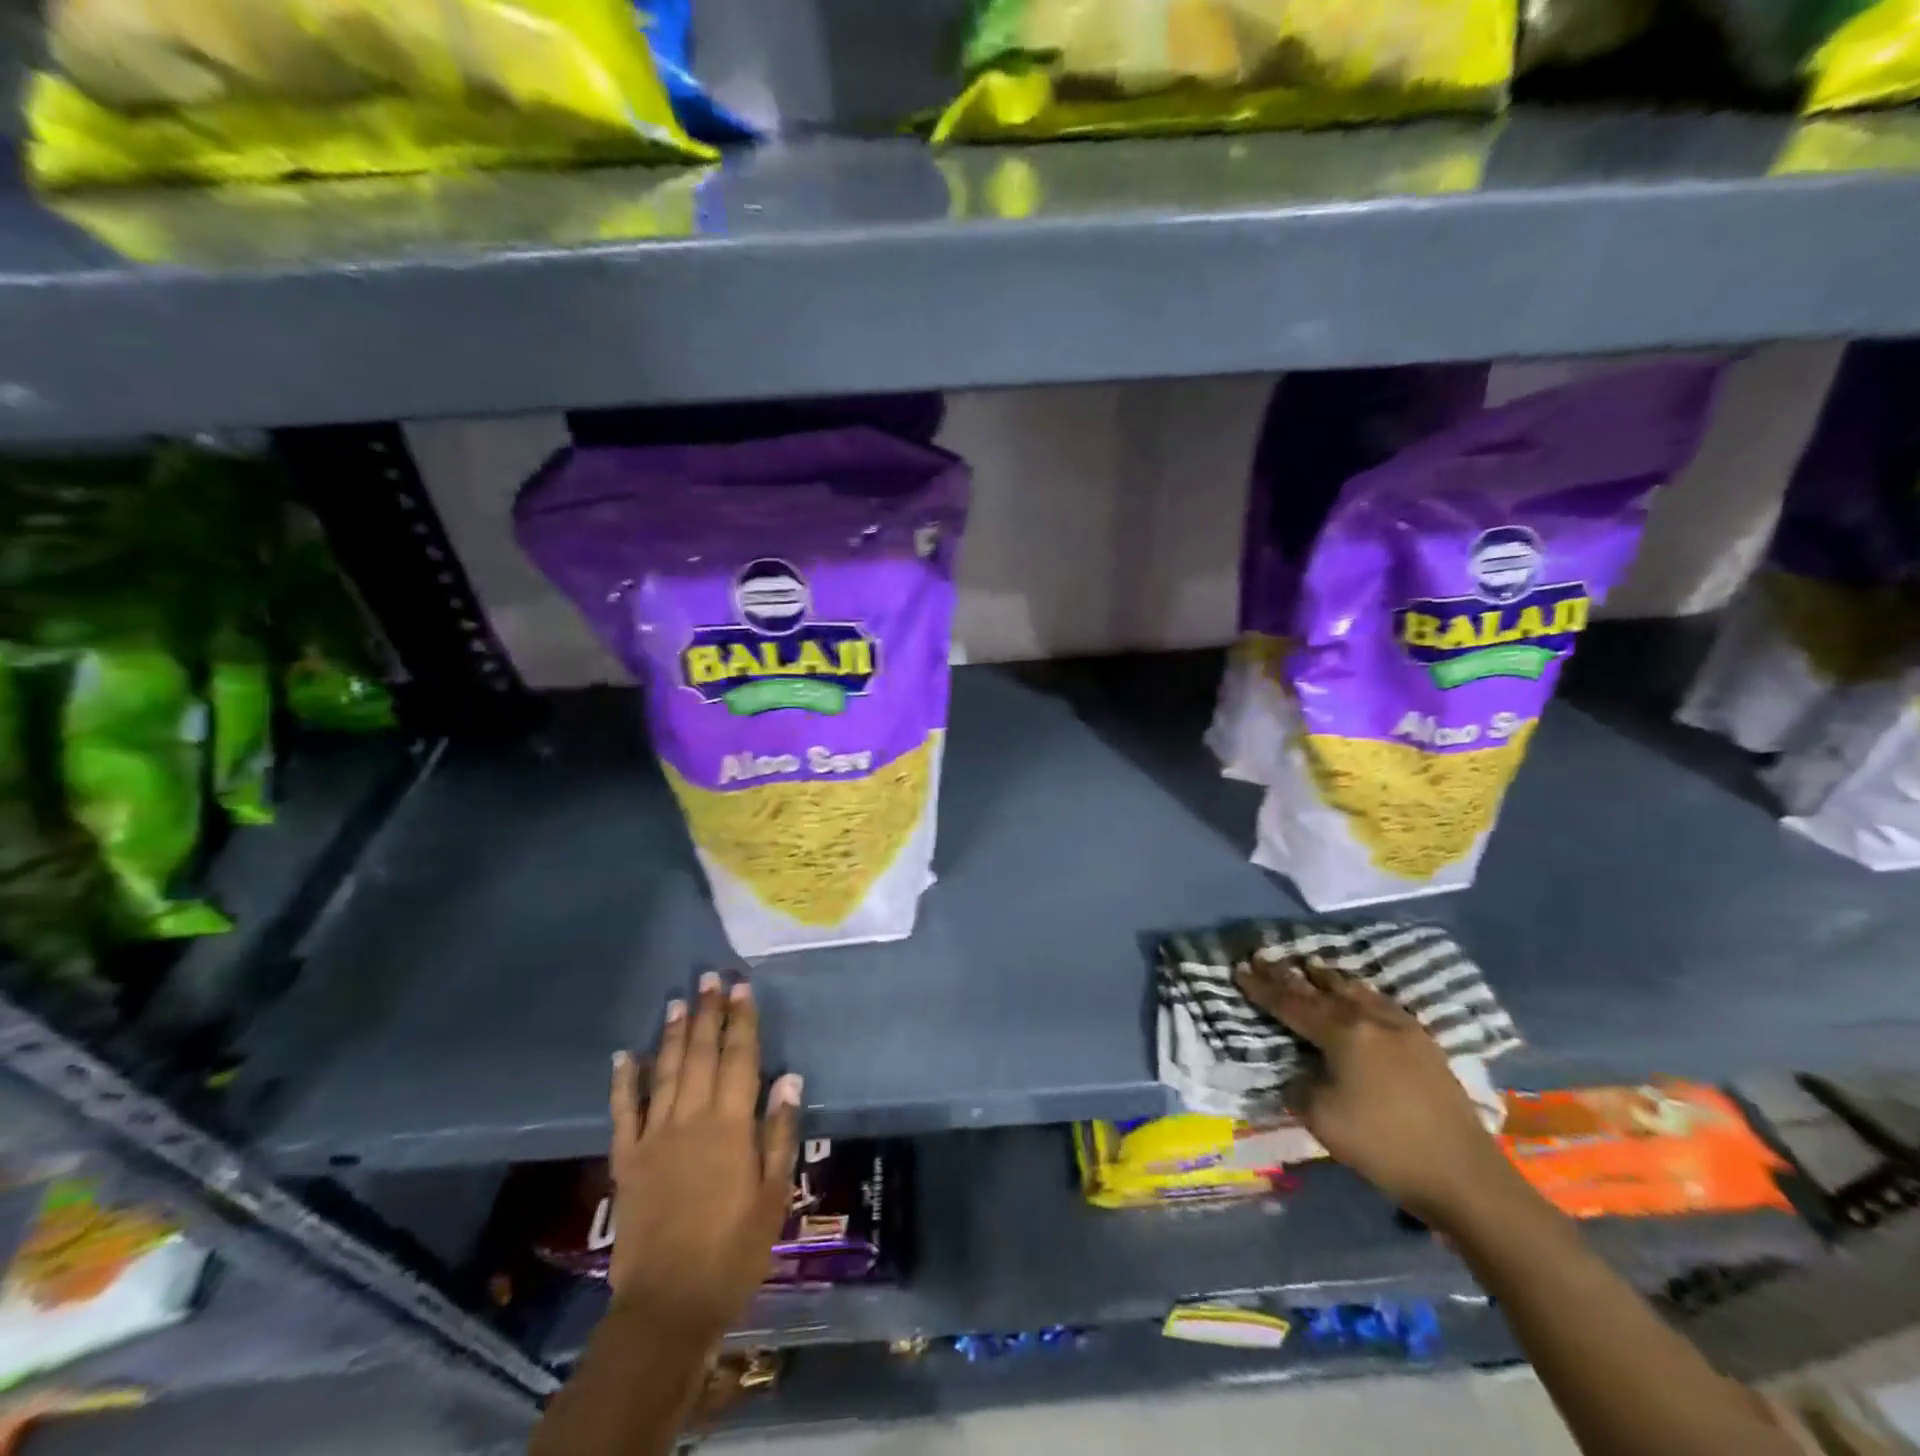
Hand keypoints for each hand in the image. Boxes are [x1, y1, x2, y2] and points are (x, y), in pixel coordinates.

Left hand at [607, 972, 801, 1340]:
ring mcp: (654, 1136)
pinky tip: (624, 1055)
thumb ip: (779, 1134)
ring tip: (678, 1000)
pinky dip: (623, 1081)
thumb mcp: (773, 1195)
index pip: (739, 1059)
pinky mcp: (627, 1159)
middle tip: (710, 977)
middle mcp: (691, 1119)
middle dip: (707, 1013)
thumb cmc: (733, 1250)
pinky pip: (623, 1111)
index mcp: (730, 1125)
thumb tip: (789, 1079)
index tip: (742, 988)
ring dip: (671, 1034)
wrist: (667, 1304)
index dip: (742, 1021)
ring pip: (664, 1072)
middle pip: (700, 1054)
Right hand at [1234, 958, 1516, 1224]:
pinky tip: (1360, 995)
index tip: (1239, 969)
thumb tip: (1298, 1070)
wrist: (1463, 1175)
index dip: (1262, 988)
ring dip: (1328, 978)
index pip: (1290, 1003)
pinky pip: (1381, 1003)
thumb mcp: (1321, 1118)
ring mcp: (1401, 1028)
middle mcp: (1370, 1019)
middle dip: (1289, 974)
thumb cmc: (1384, 1146)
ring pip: (1356, 990)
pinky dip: (1359, 993)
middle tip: (1265, 957)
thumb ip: (1300, 1084)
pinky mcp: (1424, 1043)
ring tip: (1311, 965)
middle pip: (1321, 989)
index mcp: (1342, 1033)